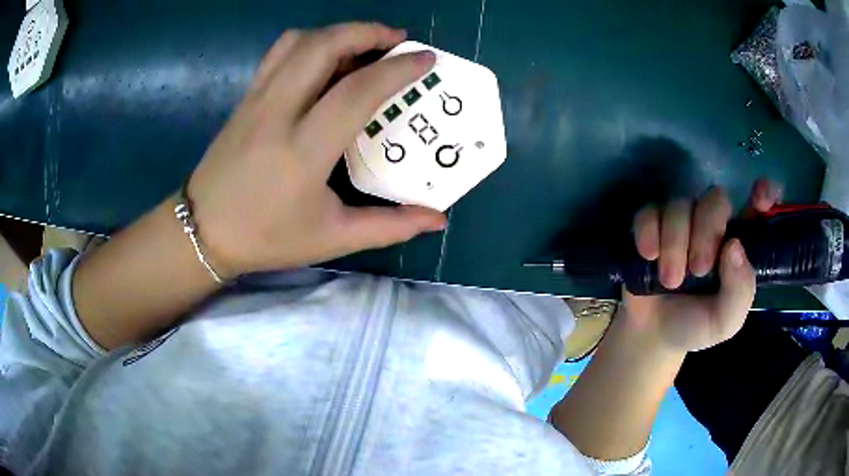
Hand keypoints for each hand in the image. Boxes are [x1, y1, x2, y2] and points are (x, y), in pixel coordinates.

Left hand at [187, 23, 446, 276]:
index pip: (357, 91)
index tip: (426, 59)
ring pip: (299, 42)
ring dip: (338, 32)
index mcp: (303, 150)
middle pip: (324, 46)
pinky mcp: (245, 97)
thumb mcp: (332, 238)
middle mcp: (278, 113)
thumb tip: (437, 219)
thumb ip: (389, 226)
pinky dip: (310, 42)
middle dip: (367, 31)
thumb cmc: (266, 237)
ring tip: (364, 44)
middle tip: (397, 40)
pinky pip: (279, 53)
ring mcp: (257, 99)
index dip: (398, 69)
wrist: (203, 230)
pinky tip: (325, 58)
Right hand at [622, 179, 782, 351]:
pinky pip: (649, 212)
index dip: (764, 192)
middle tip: (697, 270)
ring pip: (681, 205)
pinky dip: (648, 231)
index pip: (758, 206)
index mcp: (738, 244)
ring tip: (669, 281)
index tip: (760, 200)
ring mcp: (682, 222)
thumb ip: (739, 291)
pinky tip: (648, 255)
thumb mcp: (725, 321)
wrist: (652, 334)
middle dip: (706, 232)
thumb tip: (734, 246)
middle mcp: (713, 225)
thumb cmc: (695, 326)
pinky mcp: (652, 225)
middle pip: (715, 199)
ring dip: (674, 243)